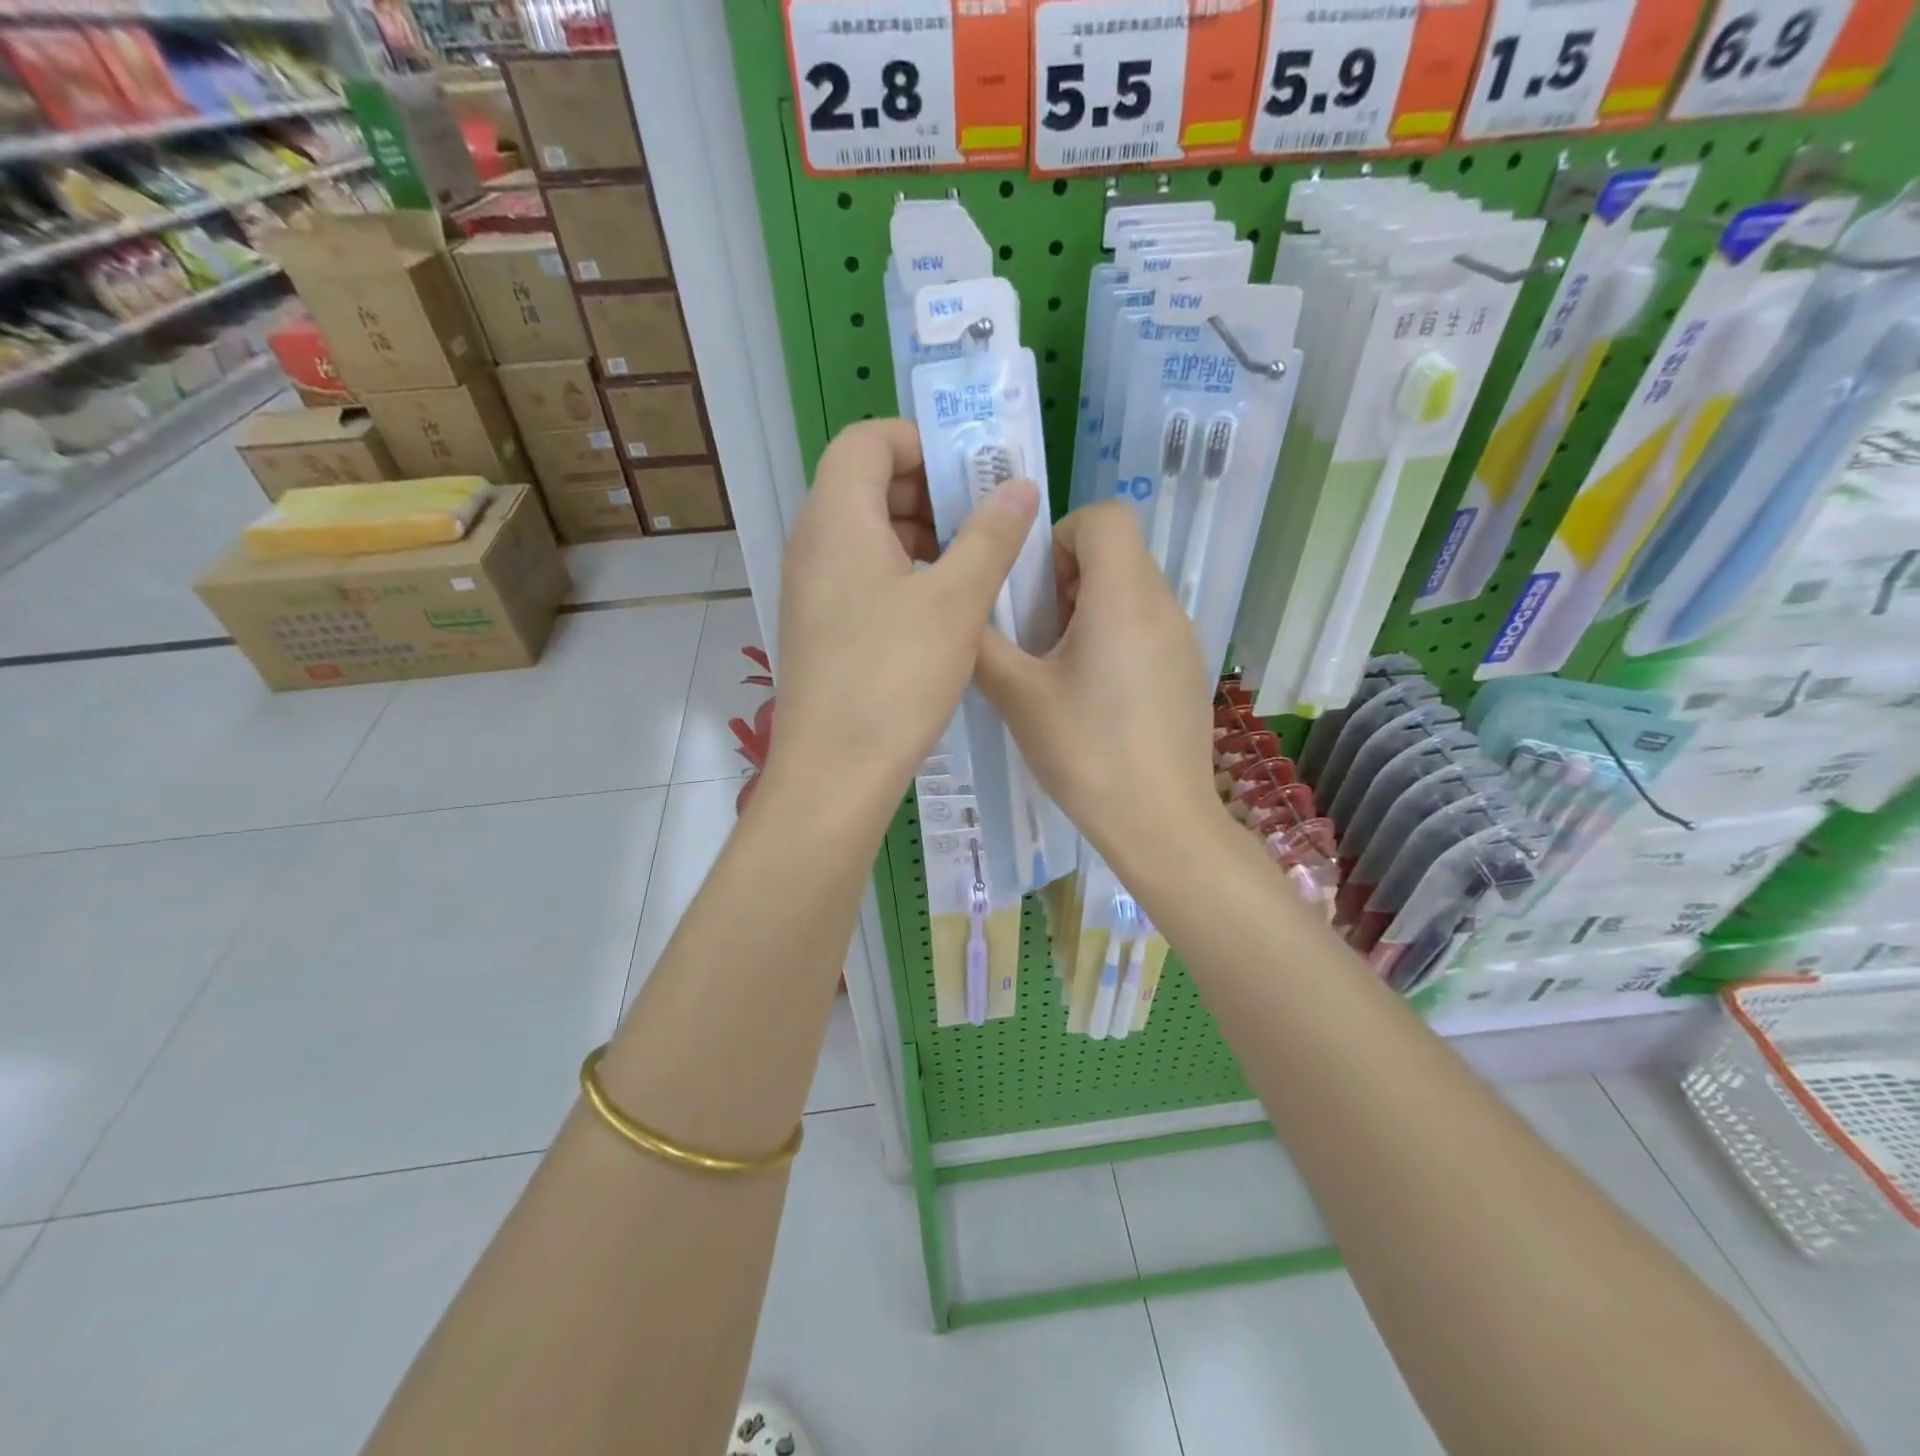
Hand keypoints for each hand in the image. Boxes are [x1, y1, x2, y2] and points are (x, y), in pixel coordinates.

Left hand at [766, 419, 1038, 821]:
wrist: (834, 772)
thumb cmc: (894, 678)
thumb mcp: (956, 602)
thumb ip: (991, 536)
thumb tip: (1020, 486)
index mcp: (837, 519)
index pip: (868, 440)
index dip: (921, 442)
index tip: (973, 473)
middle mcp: (814, 544)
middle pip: (867, 484)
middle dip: (930, 490)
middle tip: (985, 520)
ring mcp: (813, 588)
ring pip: (868, 533)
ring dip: (921, 535)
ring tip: (974, 565)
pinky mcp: (821, 626)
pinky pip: (862, 575)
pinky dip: (904, 573)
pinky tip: (944, 608)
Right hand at [975, 501, 1220, 868]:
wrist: (1161, 822)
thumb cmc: (1086, 752)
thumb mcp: (1019, 697)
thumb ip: (982, 645)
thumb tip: (960, 615)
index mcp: (1124, 597)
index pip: (1105, 517)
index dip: (1061, 536)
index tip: (1033, 586)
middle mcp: (1164, 606)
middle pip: (1117, 553)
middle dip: (1067, 577)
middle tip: (1034, 631)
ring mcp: (1183, 640)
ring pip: (1131, 591)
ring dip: (1089, 609)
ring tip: (1058, 667)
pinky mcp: (1187, 671)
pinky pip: (1147, 627)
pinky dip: (1114, 636)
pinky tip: (1093, 695)